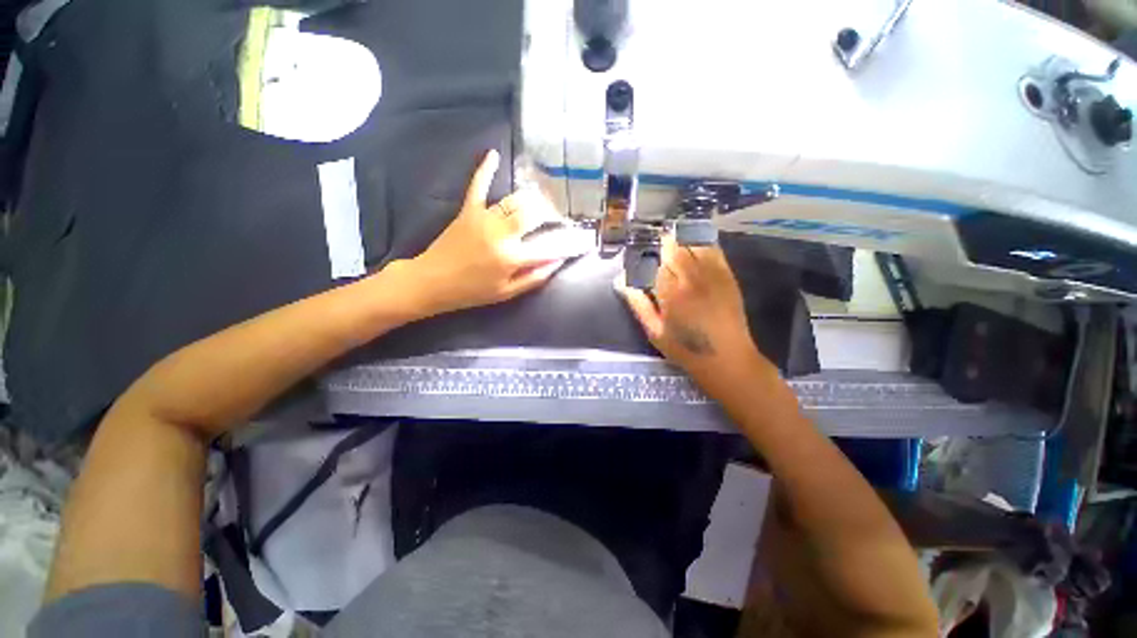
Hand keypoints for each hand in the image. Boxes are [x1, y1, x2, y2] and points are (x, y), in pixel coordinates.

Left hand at [408, 150, 590, 315]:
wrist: (433, 282)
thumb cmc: (472, 292)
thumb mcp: (507, 293)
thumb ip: (534, 278)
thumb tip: (557, 263)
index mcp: (512, 257)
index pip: (548, 247)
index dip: (566, 244)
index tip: (579, 241)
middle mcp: (502, 233)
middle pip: (534, 215)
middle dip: (550, 214)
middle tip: (559, 217)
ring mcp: (484, 218)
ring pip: (515, 201)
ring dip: (532, 199)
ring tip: (544, 199)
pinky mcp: (468, 210)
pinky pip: (478, 186)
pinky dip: (485, 170)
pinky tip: (493, 154)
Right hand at [616, 236, 765, 379]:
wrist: (727, 357)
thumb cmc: (685, 348)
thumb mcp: (655, 332)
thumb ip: (638, 304)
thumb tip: (622, 283)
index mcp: (670, 293)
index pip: (654, 263)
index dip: (646, 257)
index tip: (640, 256)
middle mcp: (691, 278)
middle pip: (674, 249)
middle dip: (663, 244)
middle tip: (656, 242)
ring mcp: (712, 274)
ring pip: (693, 245)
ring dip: (681, 238)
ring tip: (673, 237)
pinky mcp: (727, 275)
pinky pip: (714, 250)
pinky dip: (702, 241)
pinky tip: (695, 240)